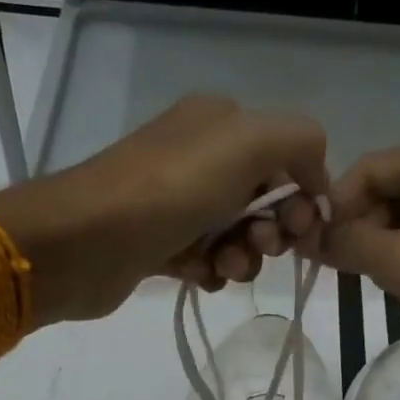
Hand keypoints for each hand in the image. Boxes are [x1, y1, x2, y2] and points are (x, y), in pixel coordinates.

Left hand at [0, 96, 328, 322]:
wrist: (85, 241)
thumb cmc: (172, 189)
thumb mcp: (249, 142)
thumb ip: (301, 141)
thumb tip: (313, 178)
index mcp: (220, 123)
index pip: (286, 157)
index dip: (302, 194)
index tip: (301, 228)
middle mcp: (199, 157)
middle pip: (264, 200)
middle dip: (273, 231)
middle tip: (260, 248)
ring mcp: (176, 202)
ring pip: (237, 236)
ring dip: (243, 257)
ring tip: (223, 268)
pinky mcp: (159, 244)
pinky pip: (206, 259)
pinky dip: (211, 271)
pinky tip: (199, 276)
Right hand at [321, 138, 399, 399]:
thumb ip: (351, 244)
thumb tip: (307, 235)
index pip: (373, 167)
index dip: (337, 204)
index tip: (310, 247)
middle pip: (393, 189)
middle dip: (360, 227)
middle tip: (336, 271)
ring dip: (382, 247)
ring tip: (364, 283)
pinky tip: (397, 288)